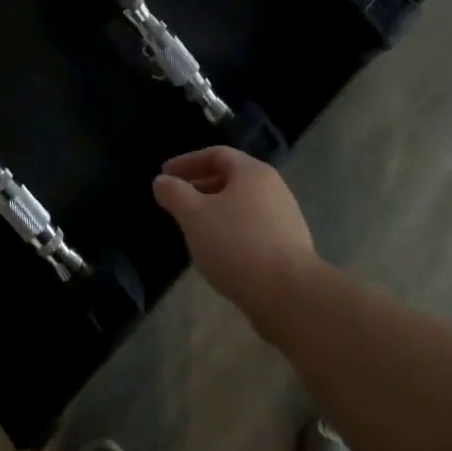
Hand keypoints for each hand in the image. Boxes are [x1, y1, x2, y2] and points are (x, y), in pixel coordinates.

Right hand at [152, 147, 317, 324]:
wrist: (290, 296)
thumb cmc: (237, 244)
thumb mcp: (194, 215)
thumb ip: (174, 193)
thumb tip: (161, 181)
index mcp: (253, 172)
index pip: (216, 154)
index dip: (187, 162)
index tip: (165, 174)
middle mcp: (274, 188)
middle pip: (231, 179)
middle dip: (201, 187)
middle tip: (178, 201)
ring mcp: (286, 219)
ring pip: (242, 206)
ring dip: (216, 212)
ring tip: (195, 230)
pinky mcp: (290, 249)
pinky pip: (253, 230)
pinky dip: (232, 233)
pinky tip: (220, 254)